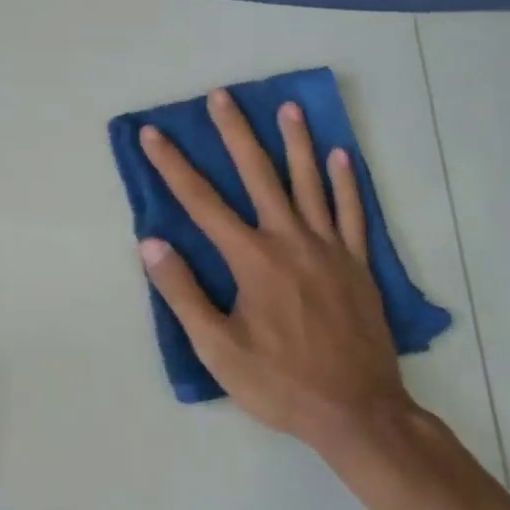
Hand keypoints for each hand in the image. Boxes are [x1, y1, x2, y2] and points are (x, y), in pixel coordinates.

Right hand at [138, 89, 415, 453]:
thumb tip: (150, 243)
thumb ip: (182, 292)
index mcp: (252, 259)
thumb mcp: (217, 348)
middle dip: (235, 132)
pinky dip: (347, 183)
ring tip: (288, 107)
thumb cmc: (280, 382)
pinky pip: (353, 213)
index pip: (201, 202)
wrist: (359, 413)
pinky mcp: (357, 264)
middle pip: (258, 174)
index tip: (153, 134)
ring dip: (296, 142)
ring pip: (310, 183)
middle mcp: (289, 240)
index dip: (173, 165)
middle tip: (222, 95)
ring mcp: (329, 249)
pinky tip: (342, 156)